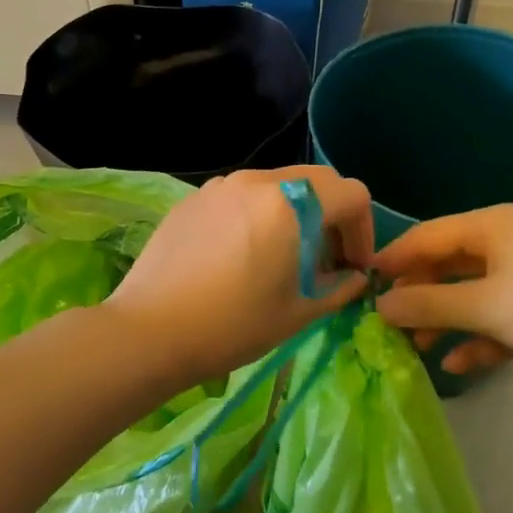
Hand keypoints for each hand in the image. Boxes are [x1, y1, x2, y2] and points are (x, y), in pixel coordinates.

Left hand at [103, 166, 373, 386]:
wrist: (149, 332)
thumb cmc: (232, 326)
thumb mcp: (298, 313)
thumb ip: (338, 288)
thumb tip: (354, 277)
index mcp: (291, 203)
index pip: (351, 194)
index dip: (364, 229)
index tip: (353, 266)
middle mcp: (257, 181)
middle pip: (316, 181)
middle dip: (333, 216)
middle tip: (326, 259)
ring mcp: (221, 185)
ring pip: (278, 185)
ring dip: (296, 212)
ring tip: (284, 256)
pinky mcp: (194, 198)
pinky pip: (242, 196)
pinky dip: (259, 214)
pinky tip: (243, 254)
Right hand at [373, 204, 512, 390]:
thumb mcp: (484, 305)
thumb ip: (428, 304)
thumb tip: (379, 305)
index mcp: (489, 228)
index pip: (426, 236)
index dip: (393, 258)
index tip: (360, 285)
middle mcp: (502, 246)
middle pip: (445, 266)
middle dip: (416, 294)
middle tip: (382, 322)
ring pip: (468, 297)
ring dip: (441, 320)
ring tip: (411, 346)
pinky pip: (493, 323)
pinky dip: (474, 340)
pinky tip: (454, 364)